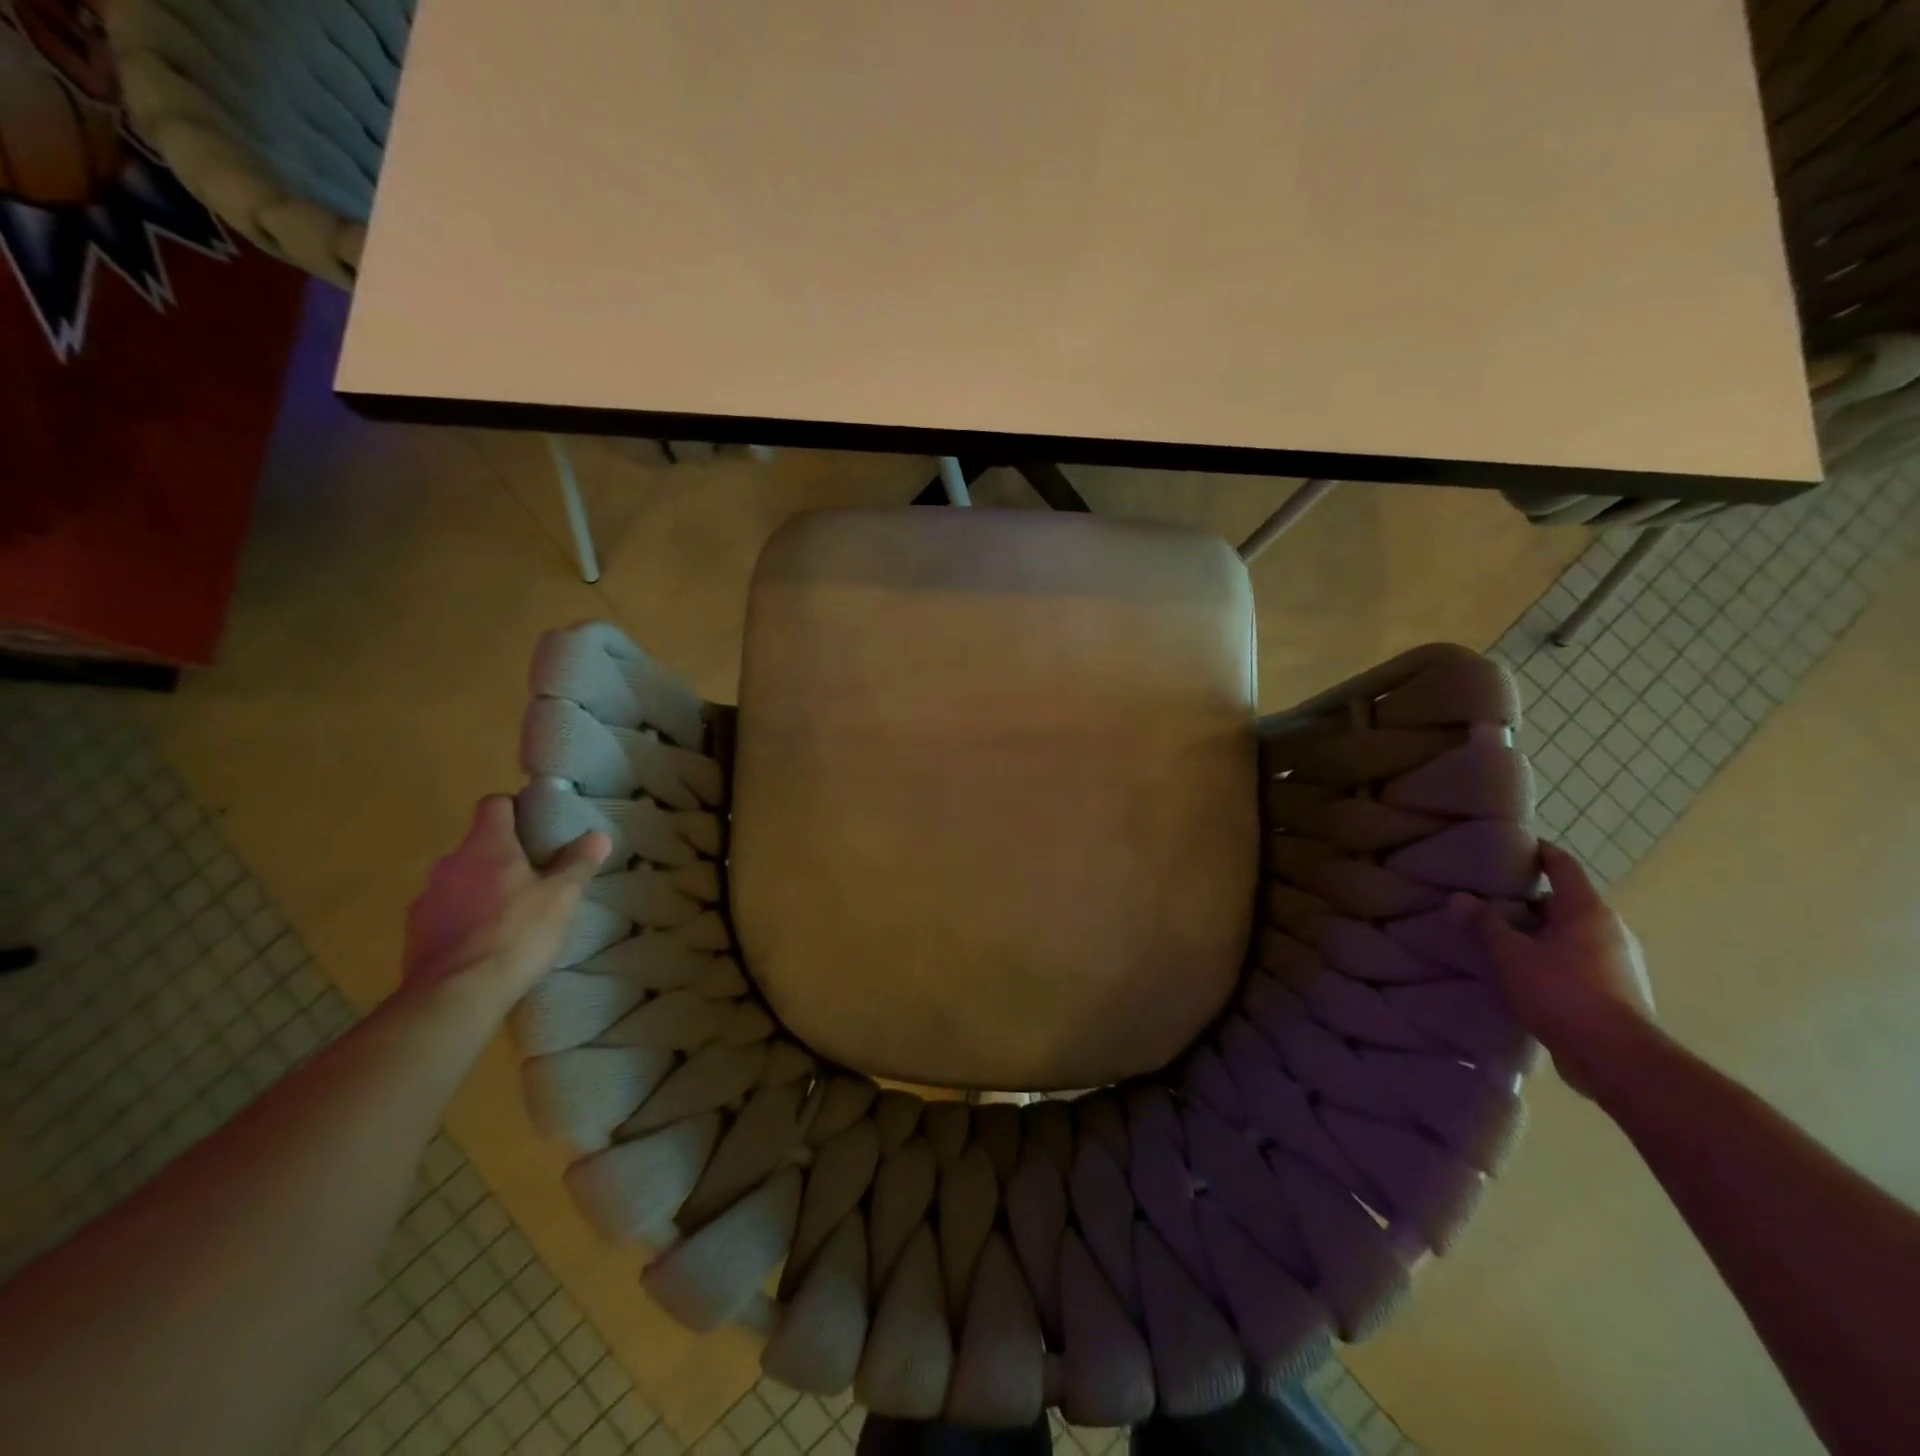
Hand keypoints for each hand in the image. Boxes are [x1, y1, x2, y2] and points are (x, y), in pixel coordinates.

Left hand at [403, 796, 609, 1011]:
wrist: (455, 996)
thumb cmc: (517, 934)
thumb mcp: (562, 897)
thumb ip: (578, 863)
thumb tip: (598, 836)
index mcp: (487, 846)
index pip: (495, 804)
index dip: (516, 808)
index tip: (538, 825)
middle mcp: (451, 863)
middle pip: (479, 844)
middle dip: (505, 855)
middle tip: (538, 875)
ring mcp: (428, 899)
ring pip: (461, 879)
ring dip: (483, 888)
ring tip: (512, 913)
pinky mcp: (415, 933)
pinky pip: (446, 912)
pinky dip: (465, 919)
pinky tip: (487, 943)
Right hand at [1466, 842, 1656, 1099]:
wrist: (1618, 1059)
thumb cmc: (1562, 993)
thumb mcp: (1510, 955)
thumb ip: (1484, 923)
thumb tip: (1460, 897)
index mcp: (1587, 910)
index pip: (1562, 865)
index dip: (1537, 852)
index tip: (1509, 849)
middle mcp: (1610, 929)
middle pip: (1565, 901)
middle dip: (1528, 899)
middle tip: (1489, 900)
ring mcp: (1618, 961)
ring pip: (1571, 933)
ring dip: (1539, 932)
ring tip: (1501, 938)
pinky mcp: (1617, 990)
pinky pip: (1578, 959)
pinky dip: (1551, 957)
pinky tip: (1524, 973)